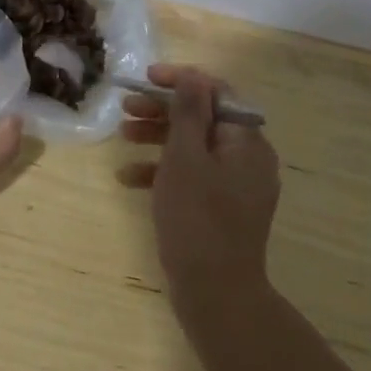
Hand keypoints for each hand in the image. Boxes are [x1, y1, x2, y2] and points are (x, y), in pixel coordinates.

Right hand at [120, 64, 280, 316]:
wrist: (216, 294)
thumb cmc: (197, 218)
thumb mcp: (186, 157)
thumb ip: (188, 113)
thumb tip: (193, 76)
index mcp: (247, 142)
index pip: (217, 92)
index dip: (181, 80)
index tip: (146, 78)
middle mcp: (247, 159)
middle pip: (203, 118)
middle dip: (162, 110)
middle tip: (126, 108)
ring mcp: (235, 186)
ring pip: (194, 146)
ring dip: (157, 137)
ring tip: (123, 136)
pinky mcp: (220, 208)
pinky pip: (192, 176)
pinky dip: (163, 172)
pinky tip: (128, 179)